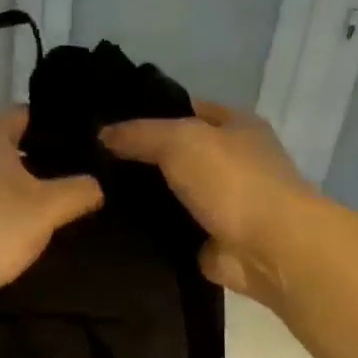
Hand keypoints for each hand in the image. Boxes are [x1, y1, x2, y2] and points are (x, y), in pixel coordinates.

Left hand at [0, 107, 103, 304]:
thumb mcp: (46, 210)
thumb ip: (79, 191)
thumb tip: (98, 185)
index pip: (35, 116)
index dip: (66, 133)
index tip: (93, 152)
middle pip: (17, 145)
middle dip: (47, 163)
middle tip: (82, 183)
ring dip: (23, 188)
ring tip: (58, 207)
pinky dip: (1, 206)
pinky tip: (20, 227)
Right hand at [101, 99, 317, 299]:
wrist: (268, 248)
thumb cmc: (233, 181)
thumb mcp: (180, 140)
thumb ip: (139, 134)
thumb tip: (102, 134)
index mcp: (234, 125)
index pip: (184, 109)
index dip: (147, 112)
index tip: (104, 122)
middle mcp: (230, 161)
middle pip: (174, 153)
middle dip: (138, 157)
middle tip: (89, 161)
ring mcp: (220, 203)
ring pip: (169, 193)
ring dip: (140, 197)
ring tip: (91, 193)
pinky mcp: (208, 239)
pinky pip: (168, 229)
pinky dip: (146, 230)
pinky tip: (109, 226)